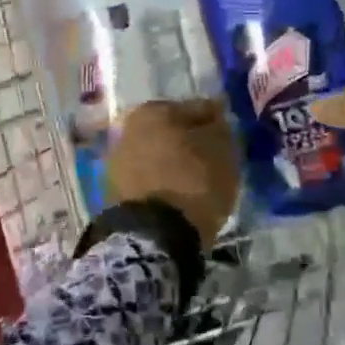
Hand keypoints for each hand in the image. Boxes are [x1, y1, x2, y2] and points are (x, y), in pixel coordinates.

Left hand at [105, 98, 240, 246]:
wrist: (152, 235)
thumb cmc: (193, 182)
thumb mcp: (222, 150)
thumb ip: (221, 129)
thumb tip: (216, 123)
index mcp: (156, 109)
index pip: (198, 109)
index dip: (217, 123)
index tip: (230, 137)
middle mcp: (130, 126)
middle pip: (173, 130)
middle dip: (192, 141)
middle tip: (214, 158)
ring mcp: (118, 158)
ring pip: (158, 153)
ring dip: (175, 161)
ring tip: (197, 181)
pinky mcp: (114, 189)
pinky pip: (148, 177)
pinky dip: (163, 181)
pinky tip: (179, 195)